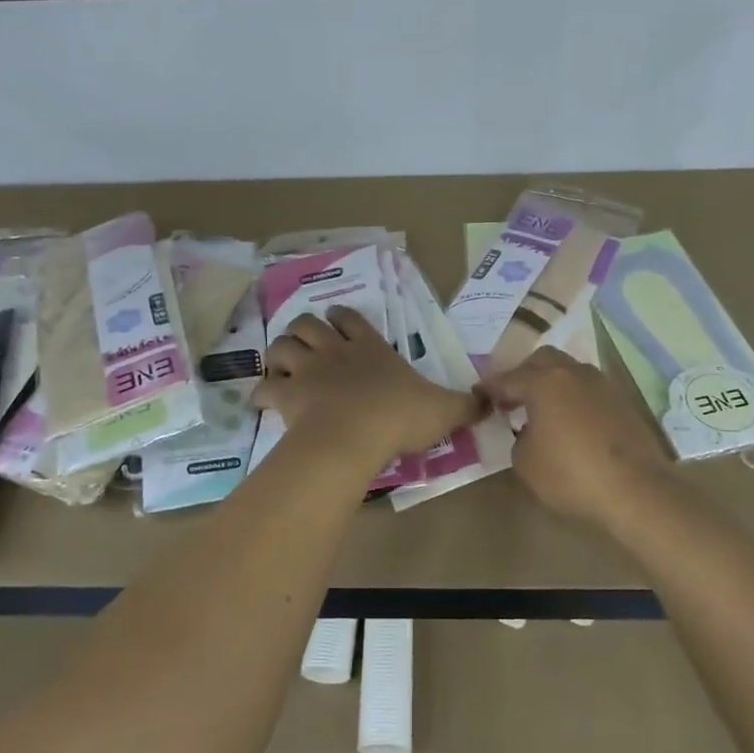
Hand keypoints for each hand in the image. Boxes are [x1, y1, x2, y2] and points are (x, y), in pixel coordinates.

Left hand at [254, 308, 480, 466]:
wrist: (356, 435)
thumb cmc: (400, 417)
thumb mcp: (444, 410)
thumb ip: (467, 405)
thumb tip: (492, 400)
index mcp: (370, 348)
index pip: (351, 319)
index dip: (342, 317)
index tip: (338, 320)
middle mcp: (335, 352)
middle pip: (308, 324)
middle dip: (304, 329)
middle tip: (306, 344)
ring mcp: (307, 371)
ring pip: (281, 347)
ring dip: (278, 353)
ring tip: (282, 366)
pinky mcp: (287, 396)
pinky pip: (264, 388)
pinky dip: (262, 392)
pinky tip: (264, 400)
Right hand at [481, 348, 673, 528]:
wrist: (637, 491)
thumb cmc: (571, 475)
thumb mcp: (525, 462)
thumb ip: (519, 438)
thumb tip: (530, 431)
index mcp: (545, 382)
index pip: (509, 378)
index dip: (491, 387)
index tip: (479, 394)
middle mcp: (574, 373)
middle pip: (543, 360)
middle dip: (524, 373)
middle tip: (512, 397)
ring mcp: (603, 385)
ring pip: (569, 371)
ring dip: (552, 383)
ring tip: (542, 409)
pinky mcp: (623, 403)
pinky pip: (588, 391)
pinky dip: (573, 398)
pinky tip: (569, 422)